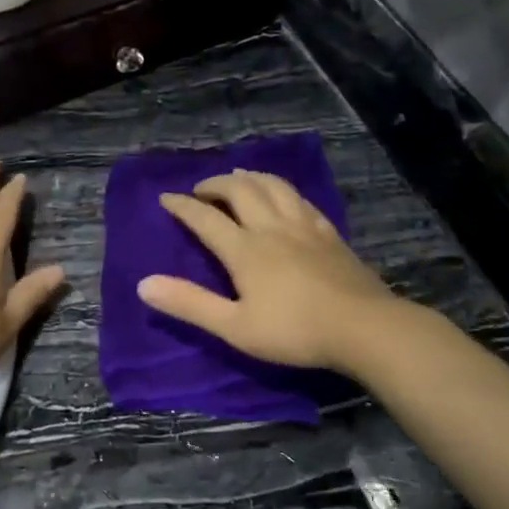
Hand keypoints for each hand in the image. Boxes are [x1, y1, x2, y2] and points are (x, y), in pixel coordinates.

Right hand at [138, 169, 399, 372]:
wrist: (364, 328)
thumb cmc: (294, 331)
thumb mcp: (234, 327)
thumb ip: (190, 304)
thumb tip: (144, 284)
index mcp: (244, 249)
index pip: (205, 218)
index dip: (183, 205)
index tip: (166, 198)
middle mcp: (271, 227)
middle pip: (240, 189)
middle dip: (215, 184)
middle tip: (201, 190)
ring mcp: (303, 226)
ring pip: (272, 185)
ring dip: (249, 177)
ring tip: (238, 177)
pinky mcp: (328, 232)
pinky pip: (299, 198)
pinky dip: (281, 189)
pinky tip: (282, 196)